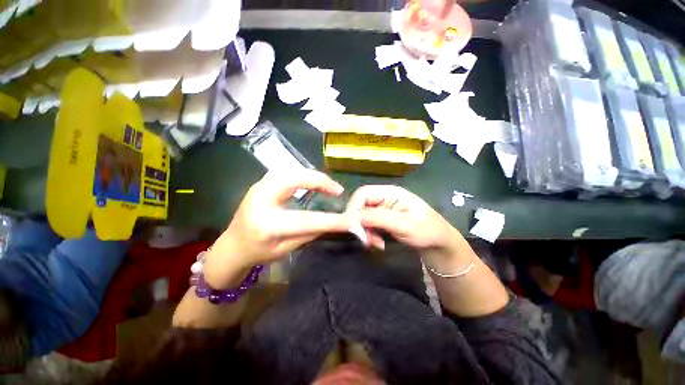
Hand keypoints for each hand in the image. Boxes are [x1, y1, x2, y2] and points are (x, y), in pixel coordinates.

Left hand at [204, 170, 352, 288]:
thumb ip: (309, 234)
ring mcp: (258, 187)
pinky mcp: (260, 183)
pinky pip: (285, 172)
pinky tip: (311, 181)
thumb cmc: (257, 253)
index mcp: (267, 225)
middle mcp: (261, 201)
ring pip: (289, 171)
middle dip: (319, 181)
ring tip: (328, 186)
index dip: (330, 220)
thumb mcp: (285, 250)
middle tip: (337, 190)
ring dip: (312, 176)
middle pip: (293, 180)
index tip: (349, 219)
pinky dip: (302, 174)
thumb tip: (331, 222)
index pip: (306, 220)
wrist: (231, 246)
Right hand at [347, 185, 469, 268]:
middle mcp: (383, 198)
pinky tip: (378, 244)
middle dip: (360, 223)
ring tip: (375, 244)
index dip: (354, 207)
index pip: (363, 193)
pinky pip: (368, 226)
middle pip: (360, 206)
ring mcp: (382, 210)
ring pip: (362, 217)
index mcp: (390, 193)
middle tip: (366, 240)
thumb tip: (356, 217)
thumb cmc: (427, 230)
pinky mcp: (382, 220)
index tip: (353, 226)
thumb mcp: (405, 225)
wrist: (437, 243)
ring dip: (365, 232)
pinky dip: (369, 235)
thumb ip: (380, 219)